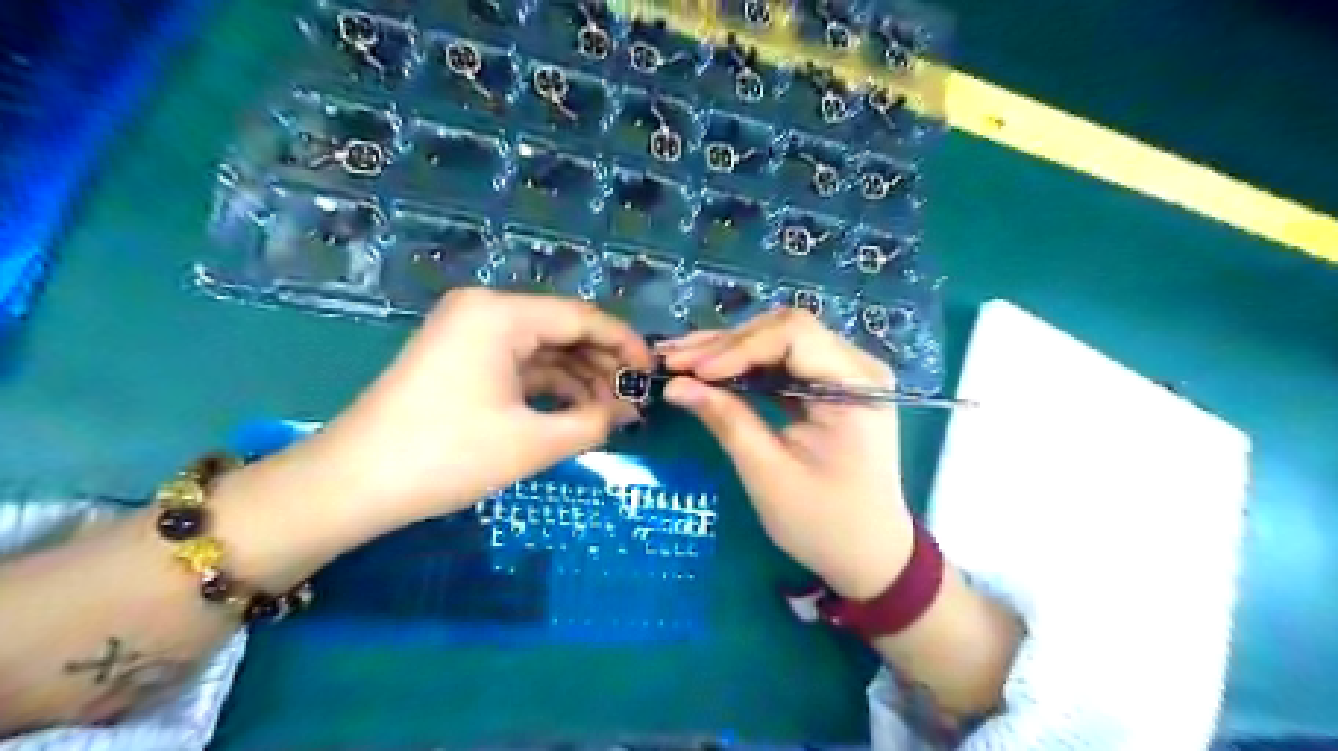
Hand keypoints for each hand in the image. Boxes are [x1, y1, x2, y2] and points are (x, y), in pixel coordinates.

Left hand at [308, 288, 654, 526]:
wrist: (353, 484)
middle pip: (563, 330)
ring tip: (611, 414)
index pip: (582, 318)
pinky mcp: (460, 358)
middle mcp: (486, 310)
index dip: (625, 345)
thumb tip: (627, 412)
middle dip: (602, 366)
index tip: (653, 375)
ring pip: (542, 349)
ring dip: (578, 379)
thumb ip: (593, 422)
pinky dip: (549, 386)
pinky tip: (575, 411)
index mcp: (501, 314)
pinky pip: (519, 364)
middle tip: (634, 402)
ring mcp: (469, 333)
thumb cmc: (448, 456)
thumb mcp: (534, 442)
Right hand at [659, 307, 913, 598]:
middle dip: (725, 345)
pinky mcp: (827, 387)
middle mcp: (855, 366)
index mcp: (856, 385)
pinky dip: (743, 368)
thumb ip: (727, 421)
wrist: (869, 555)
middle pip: (783, 331)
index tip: (692, 372)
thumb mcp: (769, 475)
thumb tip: (675, 385)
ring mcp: (843, 374)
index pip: (793, 336)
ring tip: (679, 361)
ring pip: (778, 342)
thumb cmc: (824, 523)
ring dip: (728, 352)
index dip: (738, 347)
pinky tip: (708, 373)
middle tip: (673, 360)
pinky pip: (782, 364)